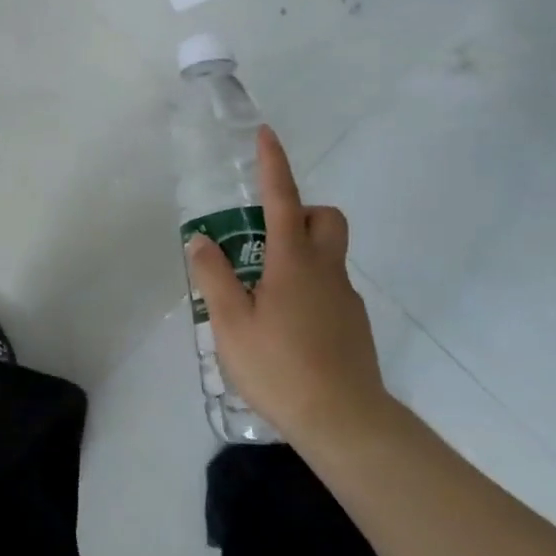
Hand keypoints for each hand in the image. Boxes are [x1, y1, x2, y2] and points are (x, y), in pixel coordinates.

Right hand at [185, 126, 389, 442]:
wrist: (344, 420)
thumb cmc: (279, 366)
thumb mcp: (231, 322)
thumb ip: (214, 276)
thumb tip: (201, 240)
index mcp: (293, 262)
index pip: (283, 199)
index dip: (273, 165)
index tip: (266, 135)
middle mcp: (326, 271)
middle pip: (326, 219)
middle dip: (301, 212)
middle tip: (265, 236)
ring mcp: (345, 299)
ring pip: (328, 256)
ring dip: (300, 254)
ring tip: (262, 293)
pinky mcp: (353, 326)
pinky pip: (329, 289)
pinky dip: (308, 289)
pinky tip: (285, 328)